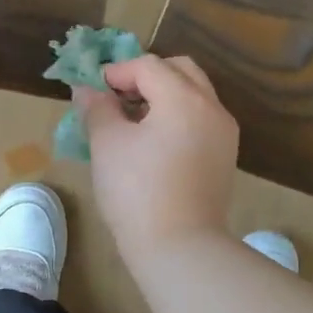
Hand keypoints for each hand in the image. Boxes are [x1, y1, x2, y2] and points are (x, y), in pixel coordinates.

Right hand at [76, 54, 239, 259]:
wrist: (179, 246)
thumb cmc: (136, 191)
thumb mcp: (107, 145)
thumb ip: (97, 109)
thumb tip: (87, 90)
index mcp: (184, 98)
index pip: (149, 66)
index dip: (118, 71)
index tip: (94, 90)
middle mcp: (212, 108)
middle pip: (181, 71)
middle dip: (147, 76)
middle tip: (118, 96)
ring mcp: (224, 134)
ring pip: (195, 96)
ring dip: (164, 96)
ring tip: (133, 120)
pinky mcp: (225, 158)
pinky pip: (201, 121)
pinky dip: (178, 118)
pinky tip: (154, 143)